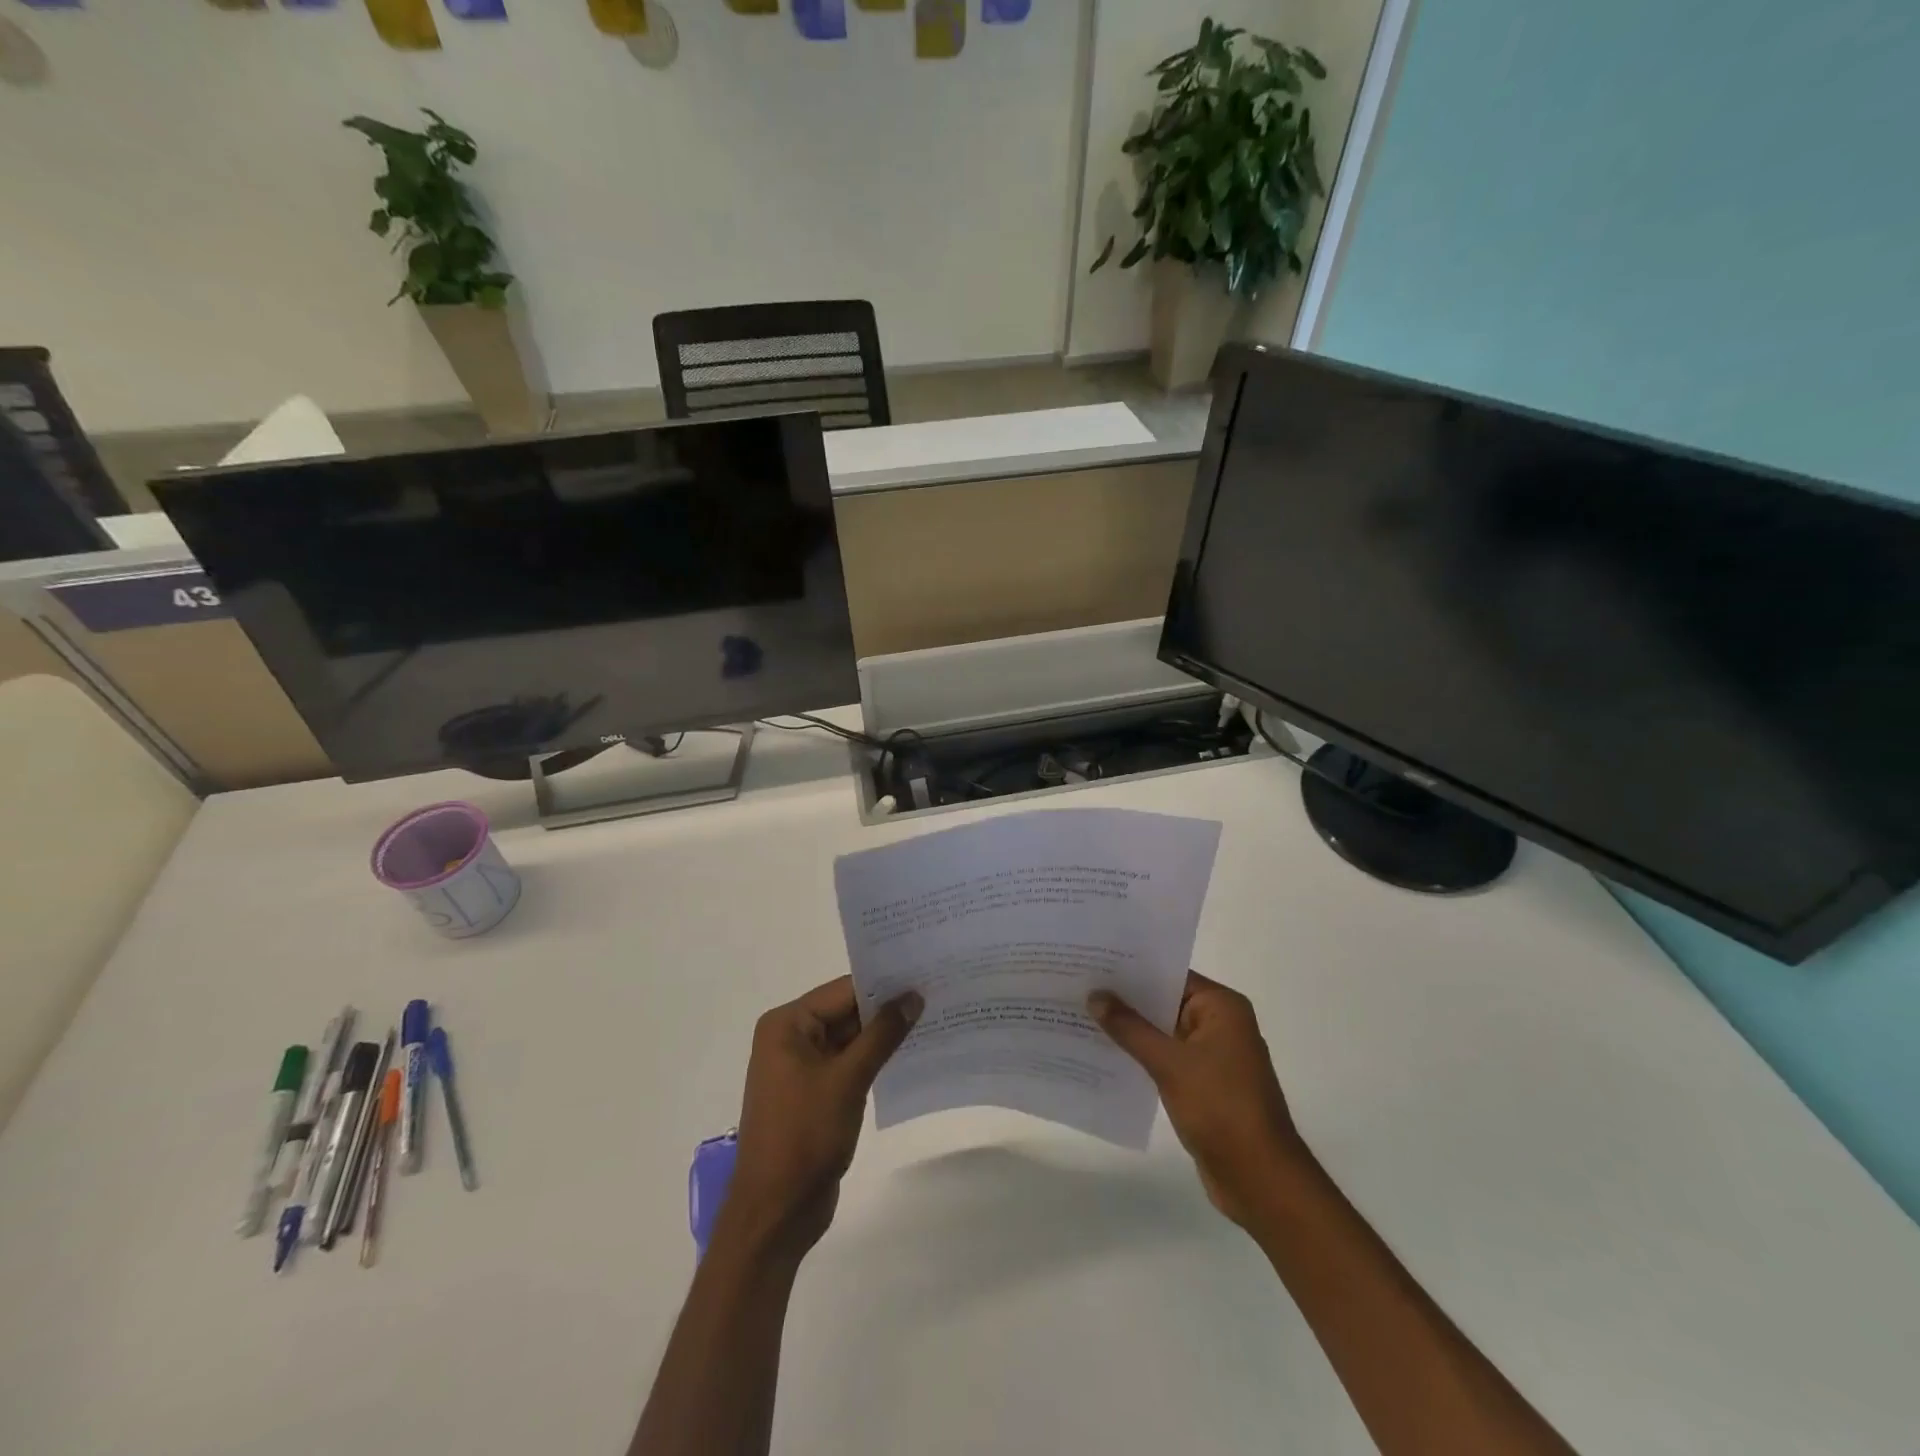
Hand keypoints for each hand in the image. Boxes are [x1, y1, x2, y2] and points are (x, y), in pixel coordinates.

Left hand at [724, 976, 922, 1261]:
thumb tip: (913, 996)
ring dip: (884, 1035)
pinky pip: (848, 1064)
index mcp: (786, 1025)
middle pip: (845, 1012)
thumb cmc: (804, 1135)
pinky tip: (910, 1054)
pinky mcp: (814, 1093)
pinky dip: (874, 1060)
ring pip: (850, 1039)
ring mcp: (801, 1068)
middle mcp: (790, 1038)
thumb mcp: (848, 1079)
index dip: (884, 984)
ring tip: (932, 1019)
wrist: (776, 1213)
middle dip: (887, 1009)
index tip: (925, 974)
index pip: (843, 991)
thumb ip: (882, 1034)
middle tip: (936, 994)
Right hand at [1088, 972, 1305, 1229]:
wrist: (1260, 1180)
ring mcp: (1213, 1056)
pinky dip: (1141, 1055)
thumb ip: (1130, 1028)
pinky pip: (1166, 1058)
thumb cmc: (1221, 1108)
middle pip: (1165, 1001)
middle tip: (1079, 986)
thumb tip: (1095, 995)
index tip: (1093, 962)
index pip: (1170, 975)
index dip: (1132, 969)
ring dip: (1130, 1029)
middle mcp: (1220, 1024)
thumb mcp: (1170, 1063)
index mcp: (1222, 1007)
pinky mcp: (1204, 1084)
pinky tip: (1105, 1053)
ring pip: (1163, 1031)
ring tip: (1082, 1015)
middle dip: (1125, 999)